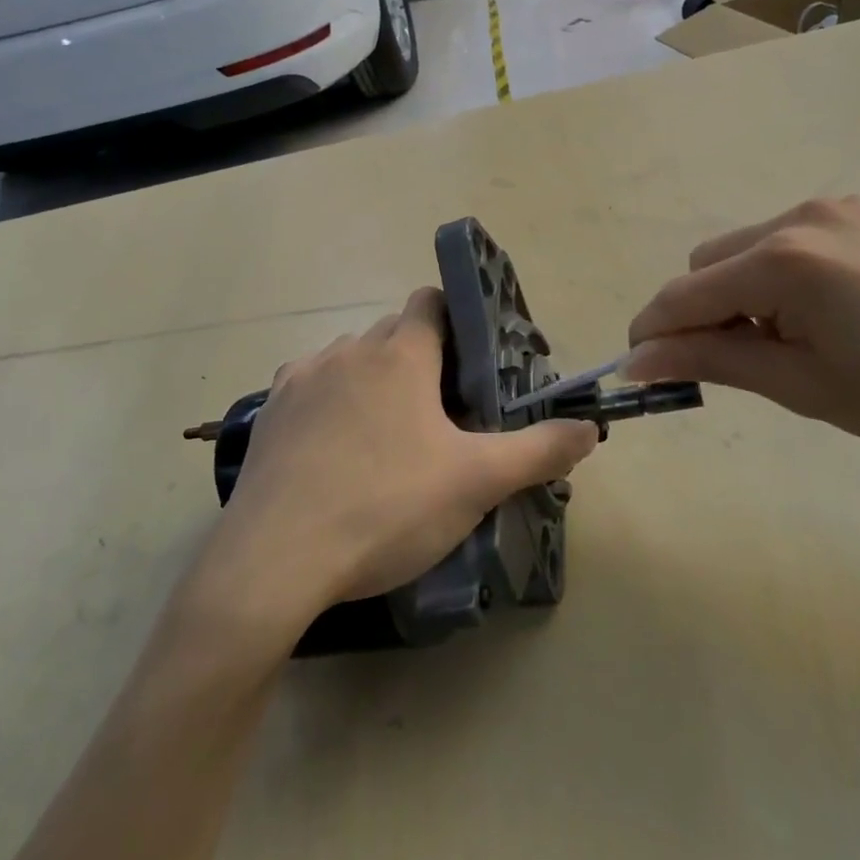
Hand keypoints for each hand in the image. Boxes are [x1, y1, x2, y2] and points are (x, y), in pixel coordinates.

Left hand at [215, 288, 599, 622]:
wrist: (277, 558)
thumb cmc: (387, 506)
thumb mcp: (477, 482)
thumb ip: (539, 450)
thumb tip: (590, 429)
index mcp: (401, 353)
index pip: (432, 301)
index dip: (457, 322)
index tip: (474, 365)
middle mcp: (349, 349)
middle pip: (394, 332)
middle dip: (421, 359)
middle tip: (443, 412)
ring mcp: (302, 377)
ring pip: (351, 357)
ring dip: (374, 378)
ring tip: (388, 433)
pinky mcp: (269, 410)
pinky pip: (310, 385)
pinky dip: (330, 400)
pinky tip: (336, 447)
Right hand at [623, 194, 859, 458]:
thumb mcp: (802, 385)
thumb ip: (711, 360)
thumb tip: (638, 361)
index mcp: (781, 262)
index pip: (683, 295)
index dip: (653, 335)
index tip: (645, 371)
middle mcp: (798, 217)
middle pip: (708, 262)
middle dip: (704, 310)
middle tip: (741, 361)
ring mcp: (836, 207)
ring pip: (748, 246)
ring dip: (744, 290)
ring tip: (796, 336)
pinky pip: (793, 237)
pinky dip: (784, 273)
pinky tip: (832, 308)